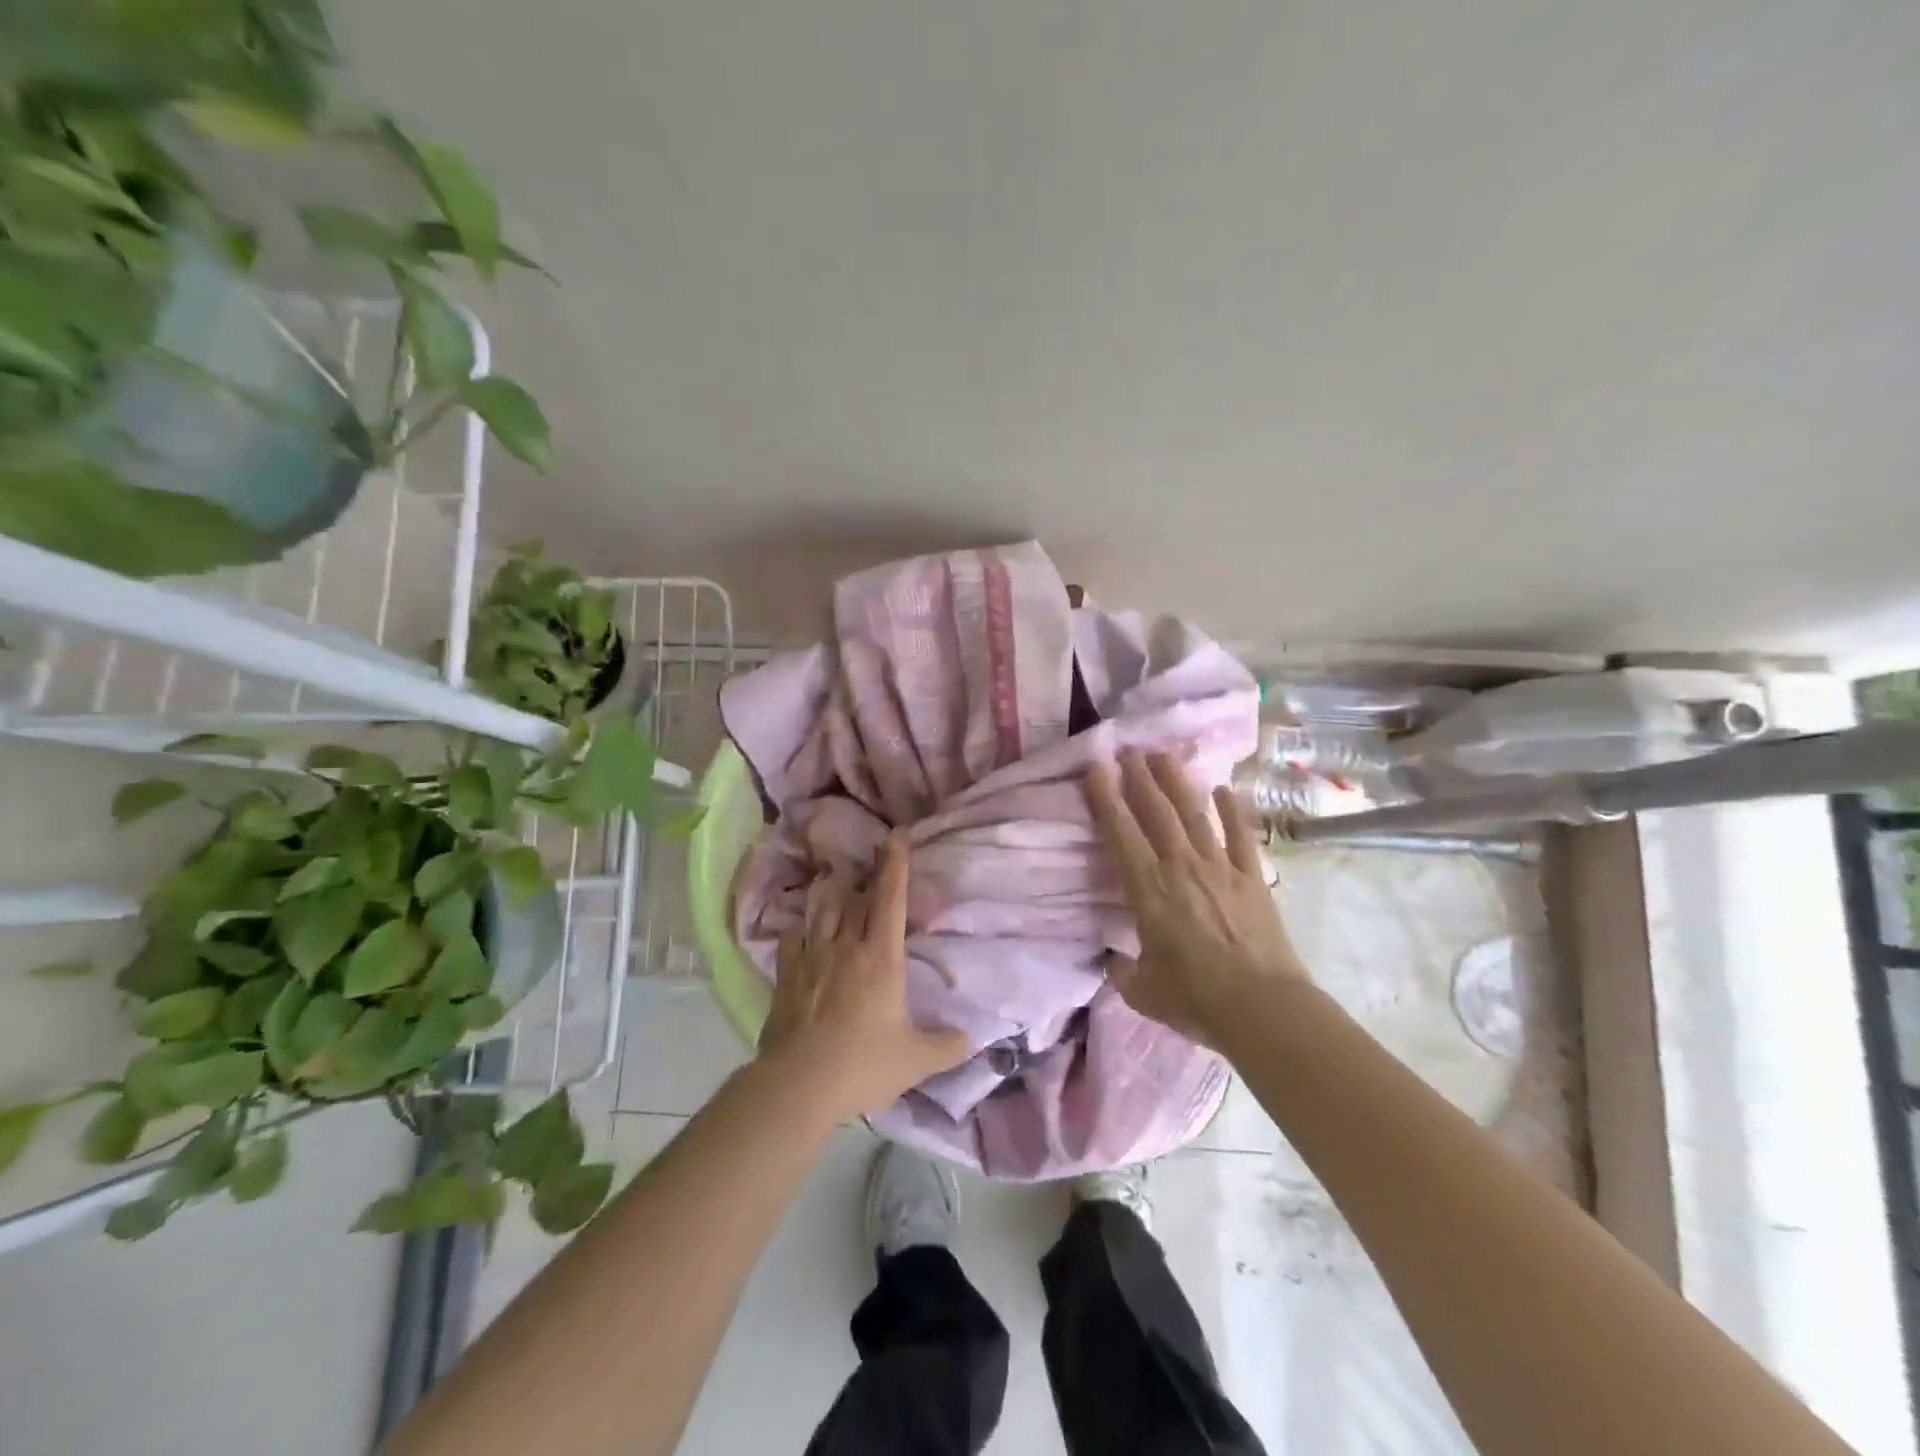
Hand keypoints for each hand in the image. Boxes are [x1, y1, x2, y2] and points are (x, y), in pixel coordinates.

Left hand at [758, 834, 970, 1120]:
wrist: (798, 1084)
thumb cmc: (863, 1065)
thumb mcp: (915, 1061)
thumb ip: (946, 1047)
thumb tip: (970, 1038)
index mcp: (882, 958)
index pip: (891, 900)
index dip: (894, 866)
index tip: (895, 838)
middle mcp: (847, 946)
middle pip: (857, 898)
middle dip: (868, 873)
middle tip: (872, 855)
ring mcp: (812, 958)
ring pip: (823, 911)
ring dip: (833, 894)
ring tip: (836, 881)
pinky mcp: (786, 975)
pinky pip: (792, 939)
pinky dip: (799, 928)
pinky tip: (800, 929)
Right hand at [1085, 750, 1308, 1049]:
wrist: (1262, 1008)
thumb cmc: (1195, 1000)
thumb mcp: (1142, 991)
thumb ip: (1122, 971)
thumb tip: (1115, 960)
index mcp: (1149, 889)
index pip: (1120, 833)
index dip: (1105, 798)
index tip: (1095, 767)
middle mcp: (1182, 867)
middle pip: (1157, 812)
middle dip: (1139, 777)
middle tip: (1128, 749)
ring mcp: (1221, 868)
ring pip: (1194, 814)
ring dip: (1177, 782)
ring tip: (1163, 755)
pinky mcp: (1252, 878)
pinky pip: (1241, 836)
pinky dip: (1233, 810)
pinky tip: (1225, 788)